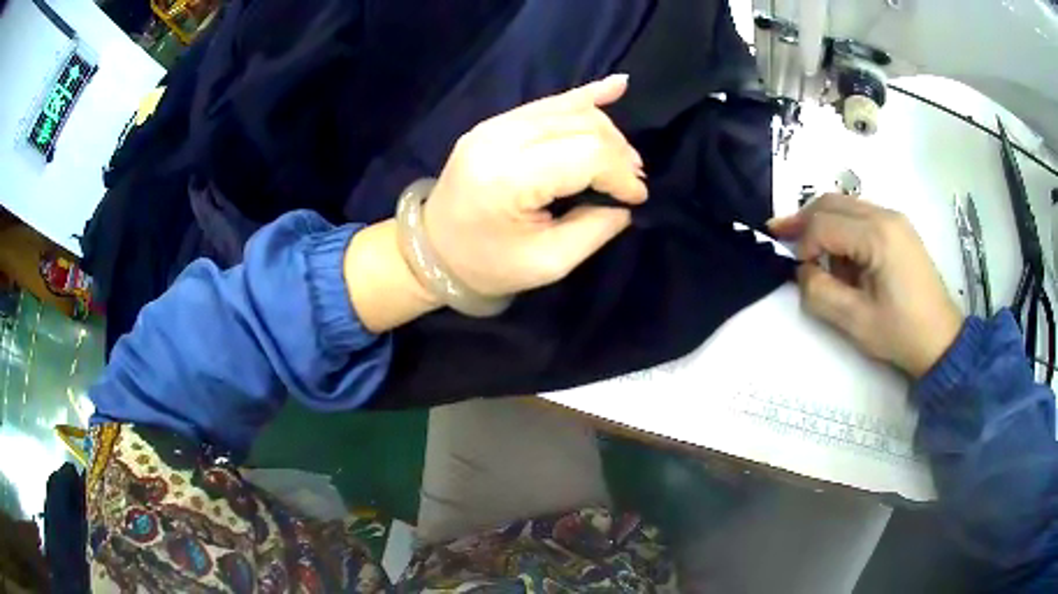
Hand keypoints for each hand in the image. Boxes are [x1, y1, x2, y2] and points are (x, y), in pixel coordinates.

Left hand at [423, 74, 647, 296]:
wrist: (432, 249)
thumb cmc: (488, 265)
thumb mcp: (548, 263)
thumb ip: (595, 228)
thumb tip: (625, 201)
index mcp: (508, 178)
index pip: (586, 154)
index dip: (621, 173)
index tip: (636, 197)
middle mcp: (500, 139)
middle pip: (581, 126)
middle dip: (618, 152)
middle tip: (632, 182)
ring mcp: (494, 125)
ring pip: (570, 110)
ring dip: (607, 132)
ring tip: (625, 160)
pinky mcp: (496, 122)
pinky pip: (549, 102)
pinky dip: (586, 98)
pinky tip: (618, 85)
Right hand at [769, 194, 964, 377]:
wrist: (941, 340)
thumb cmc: (901, 334)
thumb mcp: (855, 322)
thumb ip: (819, 293)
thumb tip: (803, 271)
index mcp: (877, 235)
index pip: (824, 223)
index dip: (803, 244)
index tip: (800, 273)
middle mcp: (885, 215)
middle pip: (831, 202)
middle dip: (803, 219)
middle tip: (778, 234)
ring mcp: (894, 219)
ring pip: (845, 205)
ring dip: (822, 222)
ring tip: (809, 251)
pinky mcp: (899, 228)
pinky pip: (860, 216)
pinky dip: (842, 228)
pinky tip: (839, 253)